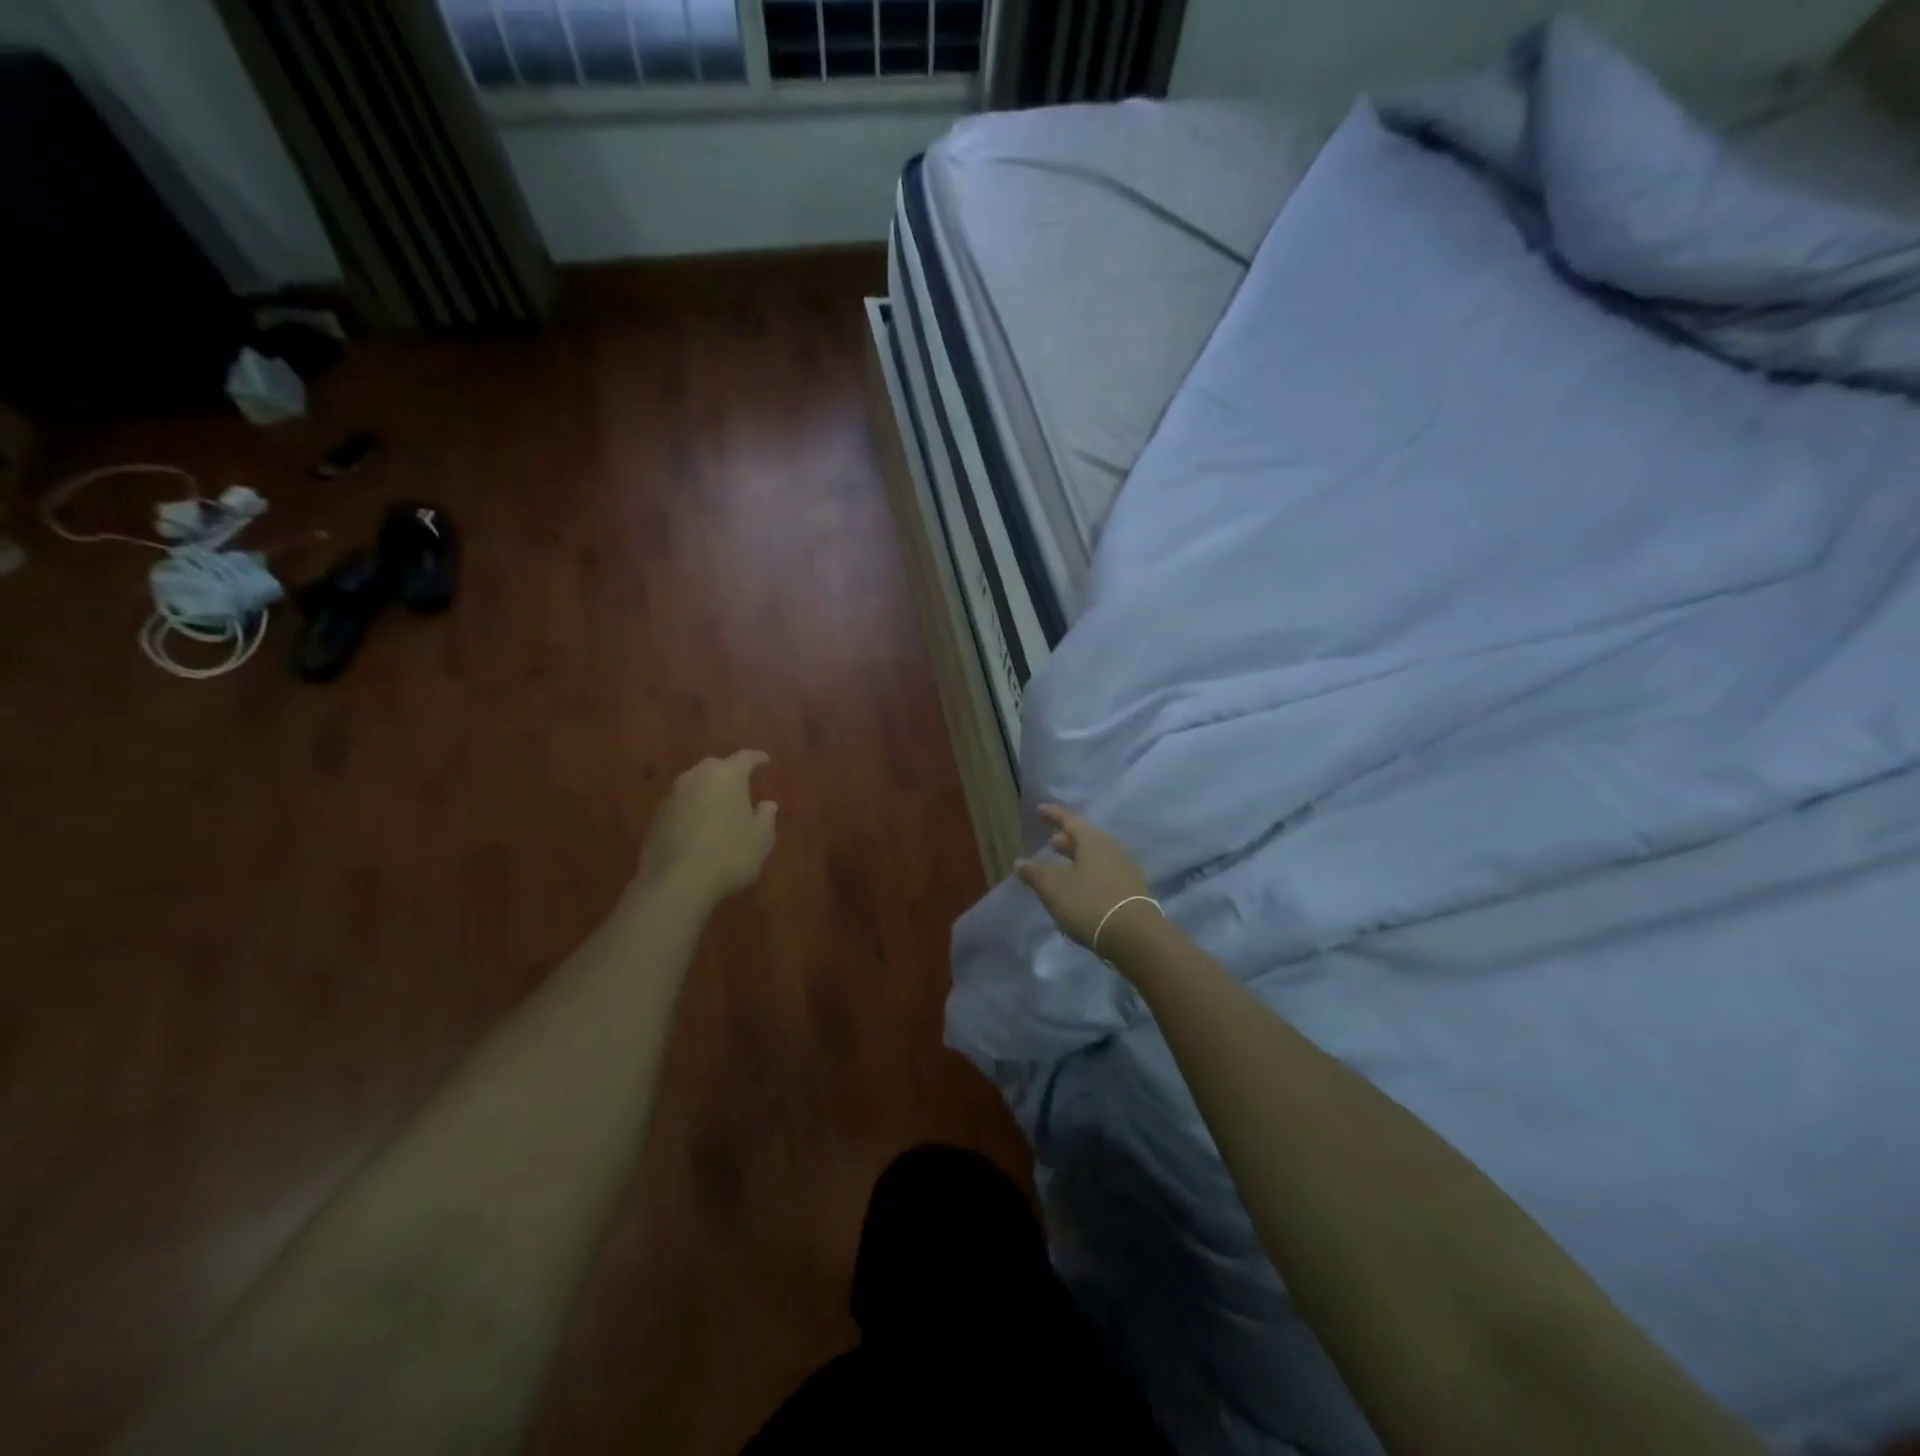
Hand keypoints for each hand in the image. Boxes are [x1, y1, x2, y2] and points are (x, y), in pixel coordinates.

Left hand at [639, 751, 778, 902]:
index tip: (765, 761)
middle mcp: (696, 777)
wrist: (676, 883)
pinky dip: (691, 812)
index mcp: (727, 775)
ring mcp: (671, 795)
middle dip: (729, 775)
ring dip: (707, 794)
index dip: (757, 759)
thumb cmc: (729, 855)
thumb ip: (766, 818)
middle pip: (716, 768)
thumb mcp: (761, 840)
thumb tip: (767, 804)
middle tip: (740, 789)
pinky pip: (680, 806)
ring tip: (718, 811)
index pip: (745, 758)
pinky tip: (697, 830)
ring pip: (695, 786)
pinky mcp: (654, 816)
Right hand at [1016, 805, 1154, 953]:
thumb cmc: (1088, 903)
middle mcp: (1112, 848)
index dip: (1053, 814)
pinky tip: (1080, 887)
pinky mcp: (1132, 889)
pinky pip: (1105, 872)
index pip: (1069, 820)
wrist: (1135, 936)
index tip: (1040, 809)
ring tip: (1063, 866)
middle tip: (1051, 842)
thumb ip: (1035, 873)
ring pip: (1097, 856)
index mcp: (1092, 840)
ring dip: (1078, 858)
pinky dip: (1090, 874)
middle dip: (1067, 839)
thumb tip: (1020, 861)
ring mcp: (1125, 868)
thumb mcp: (1053, 888)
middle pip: (1086, 838)